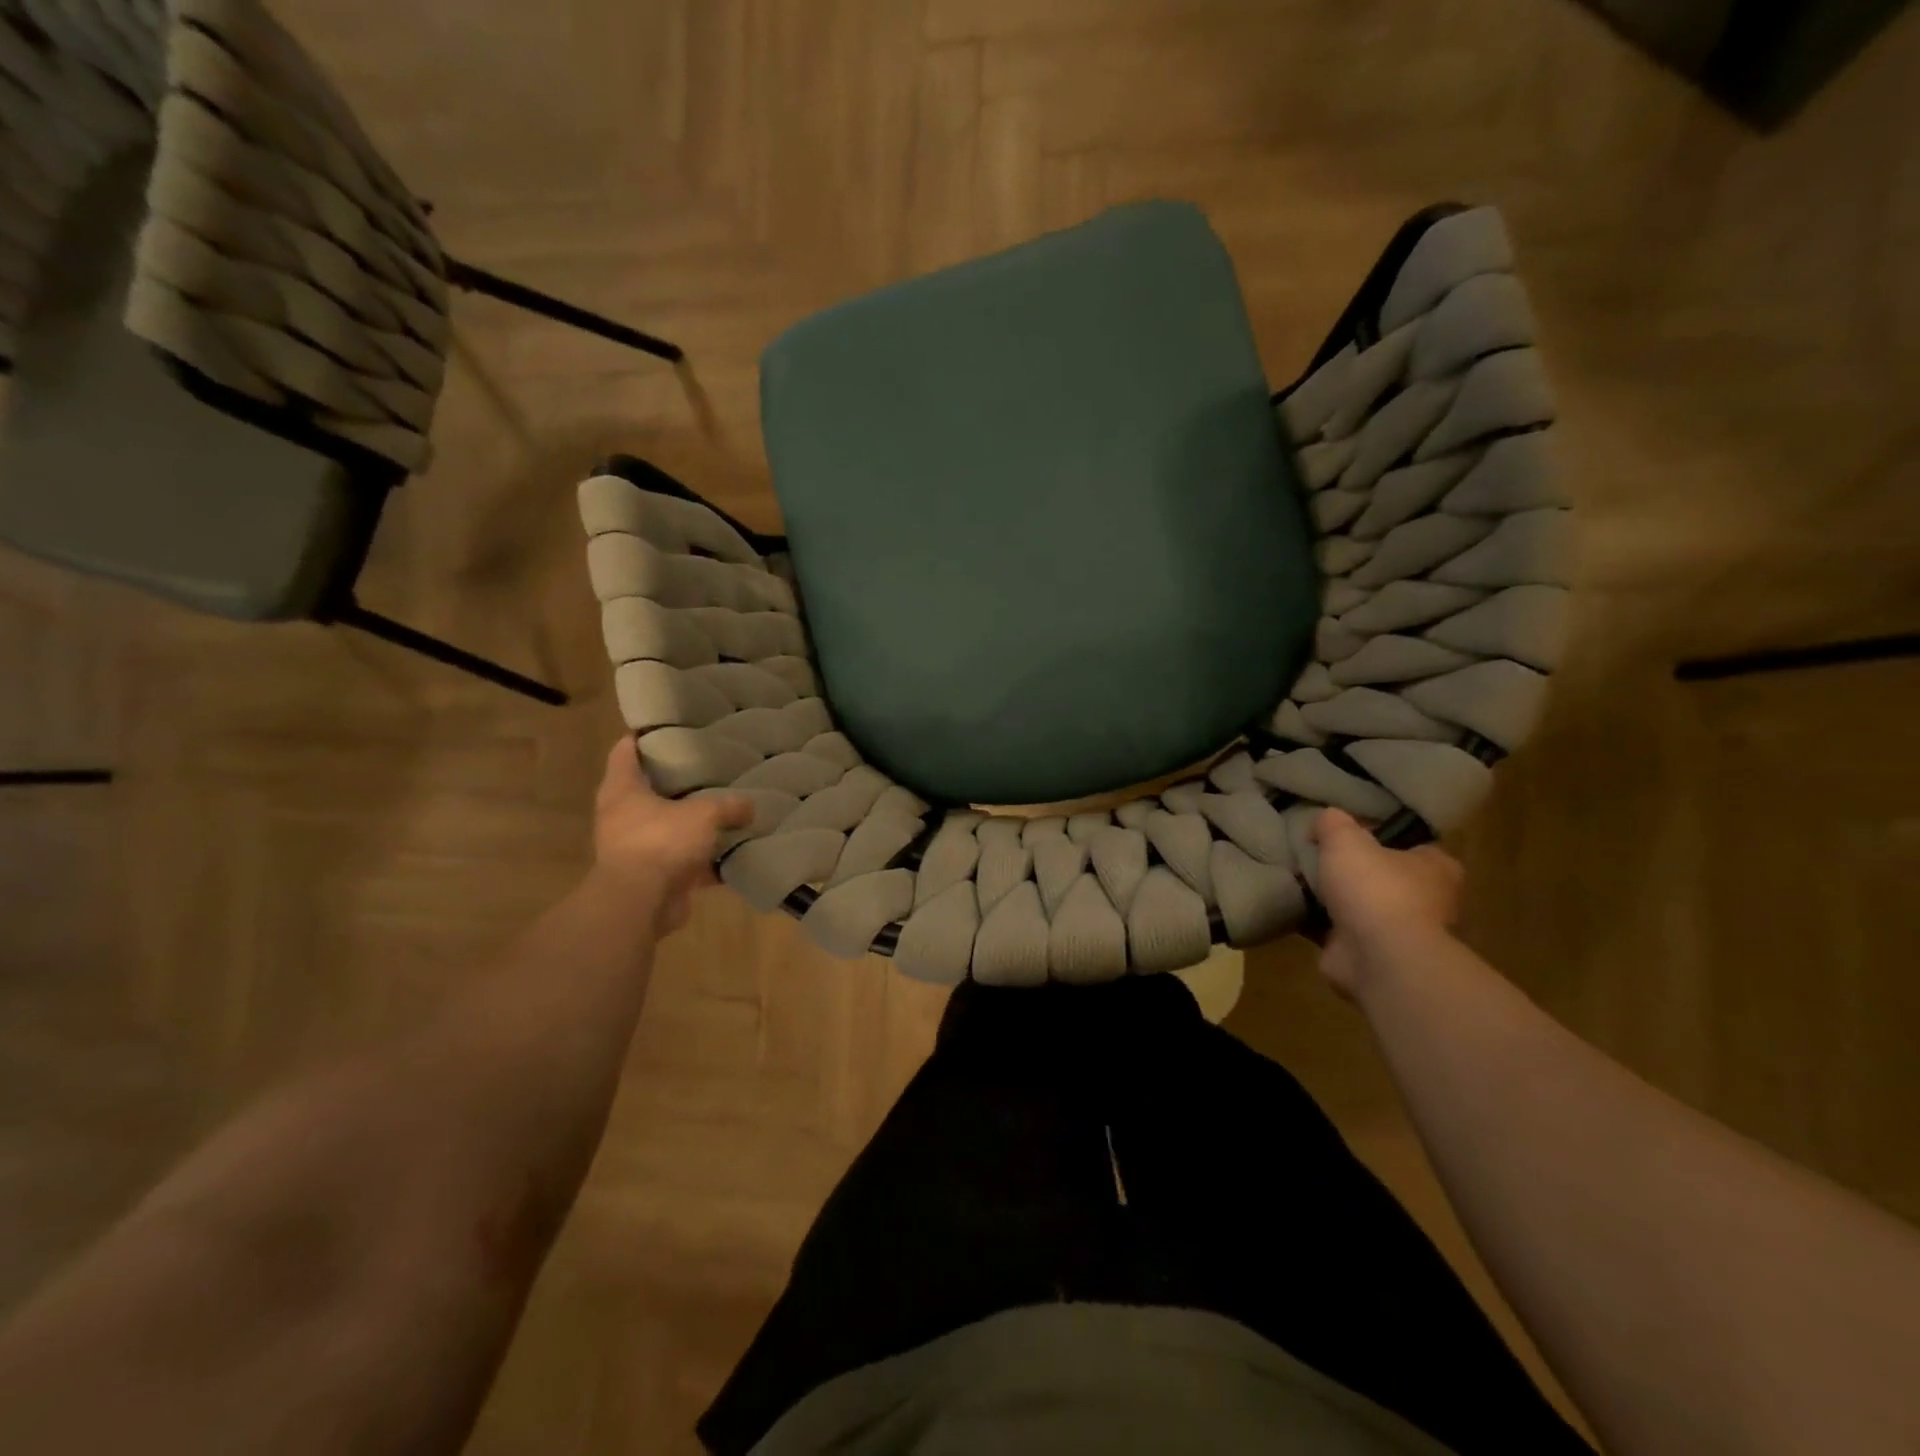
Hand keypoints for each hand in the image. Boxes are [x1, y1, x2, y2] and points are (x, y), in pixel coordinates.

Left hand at [592, 739, 752, 934]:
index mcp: (623, 790)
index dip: (643, 737)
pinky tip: (732, 853)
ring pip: (669, 828)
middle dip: (676, 781)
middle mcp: (623, 817)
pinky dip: (705, 861)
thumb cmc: (661, 842)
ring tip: (725, 808)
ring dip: (692, 824)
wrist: (640, 903)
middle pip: (649, 790)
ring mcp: (637, 849)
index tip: (666, 727)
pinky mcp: (653, 877)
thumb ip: (729, 806)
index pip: (625, 752)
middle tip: (708, 767)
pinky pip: (685, 862)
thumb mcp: (703, 814)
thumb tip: (750, 806)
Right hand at [1312, 808, 1462, 997]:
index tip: (1349, 831)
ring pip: (1359, 905)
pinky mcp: (1369, 955)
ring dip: (1332, 898)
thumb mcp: (1346, 838)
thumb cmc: (1375, 889)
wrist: (1377, 957)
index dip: (1383, 836)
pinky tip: (1290, 906)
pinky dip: (1316, 922)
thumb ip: (1334, 823)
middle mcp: (1425, 901)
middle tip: (1316, 853)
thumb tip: (1325, 820)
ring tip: (1297, 877)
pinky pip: (1336, 930)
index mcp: (1436, 869)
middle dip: (1353, 870)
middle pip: (1384, 876)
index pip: (1413, 845)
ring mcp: (1397, 932)